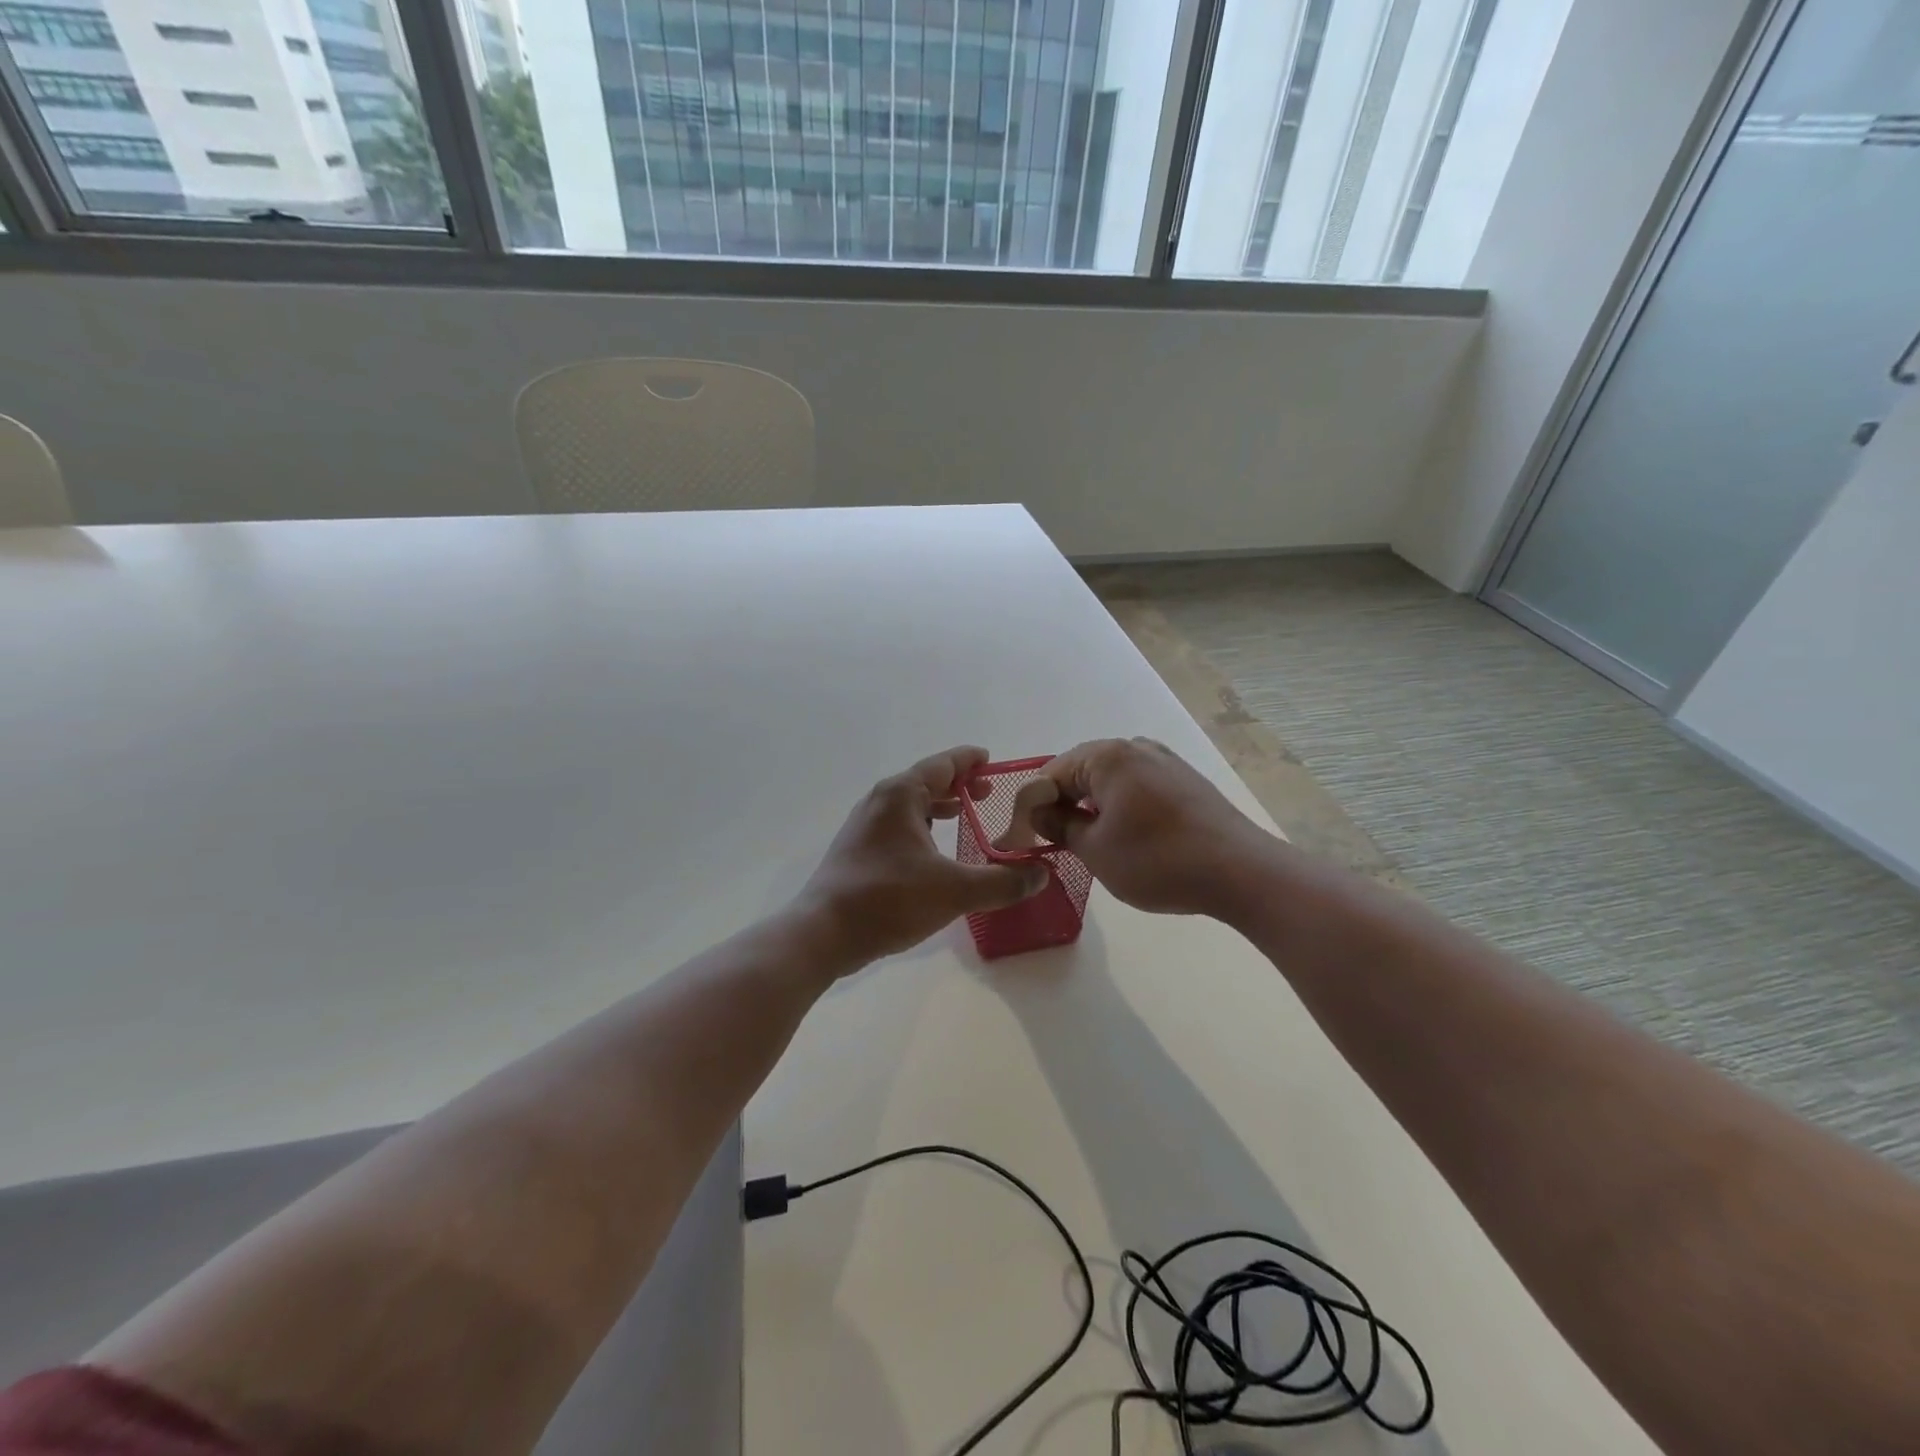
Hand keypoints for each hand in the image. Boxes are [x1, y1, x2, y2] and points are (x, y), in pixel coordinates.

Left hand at [797, 746, 1049, 966]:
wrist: (822, 932)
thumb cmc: (888, 900)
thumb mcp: (955, 891)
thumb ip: (1002, 882)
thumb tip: (1042, 875)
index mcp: (901, 795)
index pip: (943, 764)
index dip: (970, 761)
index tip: (991, 759)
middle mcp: (880, 801)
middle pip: (925, 781)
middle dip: (957, 785)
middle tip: (987, 794)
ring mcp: (864, 825)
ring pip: (909, 805)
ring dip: (937, 807)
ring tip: (962, 816)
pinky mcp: (856, 849)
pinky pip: (897, 826)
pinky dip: (920, 827)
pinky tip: (932, 852)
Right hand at [1008, 738, 1270, 917]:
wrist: (1241, 872)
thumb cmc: (1158, 860)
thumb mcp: (1095, 849)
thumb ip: (1059, 825)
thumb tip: (1038, 812)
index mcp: (1107, 755)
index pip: (1051, 774)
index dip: (1032, 807)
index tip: (1024, 839)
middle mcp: (1135, 747)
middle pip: (1081, 771)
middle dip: (1062, 804)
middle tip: (1052, 842)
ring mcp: (1164, 761)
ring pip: (1110, 780)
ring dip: (1091, 806)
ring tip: (1087, 843)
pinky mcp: (1185, 780)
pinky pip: (1136, 786)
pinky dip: (1120, 806)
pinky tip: (1124, 836)